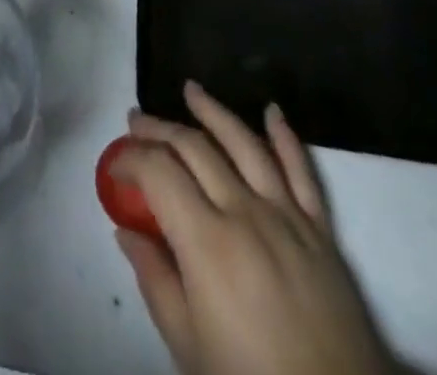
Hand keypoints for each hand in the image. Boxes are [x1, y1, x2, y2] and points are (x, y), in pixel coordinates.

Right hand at [114, 82, 394, 374]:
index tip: (115, 163)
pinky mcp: (321, 230)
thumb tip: (125, 230)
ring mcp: (287, 216)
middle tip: (136, 121)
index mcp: (206, 242)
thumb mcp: (188, 347)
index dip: (130, 157)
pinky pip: (302, 171)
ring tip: (190, 90)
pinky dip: (285, 137)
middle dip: (158, 128)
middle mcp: (244, 212)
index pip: (158, 171)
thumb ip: (155, 280)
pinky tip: (272, 111)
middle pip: (194, 147)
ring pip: (243, 144)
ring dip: (213, 112)